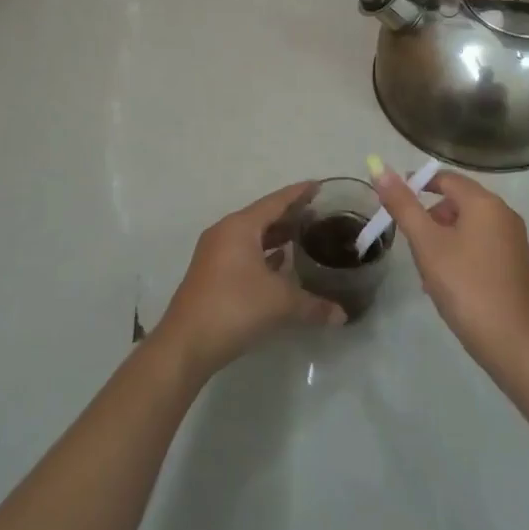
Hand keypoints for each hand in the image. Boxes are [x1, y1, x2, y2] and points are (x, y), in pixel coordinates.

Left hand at [155, 182, 345, 379]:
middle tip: (317, 213)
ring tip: (302, 237)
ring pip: (251, 236)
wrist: (186, 344)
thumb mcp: (280, 303)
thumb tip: (342, 315)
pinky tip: (280, 264)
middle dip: (289, 215)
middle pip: (262, 216)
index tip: (318, 185)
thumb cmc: (235, 307)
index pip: (275, 201)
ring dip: (275, 236)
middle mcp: (225, 232)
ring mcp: (214, 254)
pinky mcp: (211, 274)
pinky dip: (263, 254)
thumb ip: (313, 305)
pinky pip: (243, 253)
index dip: (298, 193)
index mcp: (240, 227)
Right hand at [375, 168, 528, 381]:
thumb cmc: (466, 287)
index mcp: (485, 203)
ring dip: (445, 241)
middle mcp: (505, 215)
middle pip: (459, 203)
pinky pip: (484, 249)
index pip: (445, 178)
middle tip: (413, 247)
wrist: (515, 345)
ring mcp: (516, 243)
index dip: (417, 185)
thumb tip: (380, 169)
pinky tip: (452, 288)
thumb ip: (403, 205)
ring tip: (428, 273)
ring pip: (470, 229)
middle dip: (431, 220)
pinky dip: (463, 257)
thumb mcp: (427, 245)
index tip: (395, 204)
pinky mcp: (520, 269)